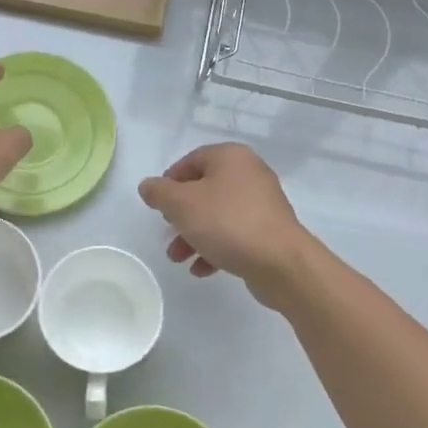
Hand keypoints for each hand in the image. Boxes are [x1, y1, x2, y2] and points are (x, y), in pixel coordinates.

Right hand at [138, 144, 318, 309]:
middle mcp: (249, 174)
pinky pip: (234, 234)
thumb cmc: (226, 222)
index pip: (192, 160)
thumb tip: (148, 186)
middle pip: (204, 190)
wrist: (279, 262)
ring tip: (178, 258)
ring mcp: (262, 204)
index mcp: (231, 157)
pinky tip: (201, 269)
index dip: (170, 181)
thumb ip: (159, 192)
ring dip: (194, 236)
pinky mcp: (268, 231)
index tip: (158, 204)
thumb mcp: (182, 204)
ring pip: (217, 215)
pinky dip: (215, 248)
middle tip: (168, 231)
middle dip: (181, 215)